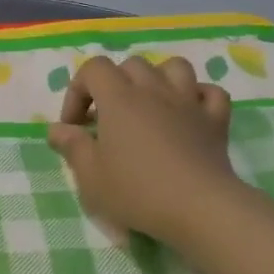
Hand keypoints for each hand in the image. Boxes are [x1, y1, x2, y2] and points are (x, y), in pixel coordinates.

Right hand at [48, 55, 248, 248]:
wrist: (199, 208)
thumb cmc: (138, 191)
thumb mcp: (90, 176)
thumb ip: (72, 146)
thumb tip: (57, 129)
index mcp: (119, 99)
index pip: (93, 68)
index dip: (78, 91)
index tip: (75, 126)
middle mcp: (154, 90)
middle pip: (131, 65)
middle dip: (114, 84)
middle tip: (108, 119)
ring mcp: (189, 102)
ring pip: (174, 67)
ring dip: (158, 79)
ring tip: (149, 105)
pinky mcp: (216, 120)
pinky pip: (211, 93)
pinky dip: (199, 97)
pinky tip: (189, 114)